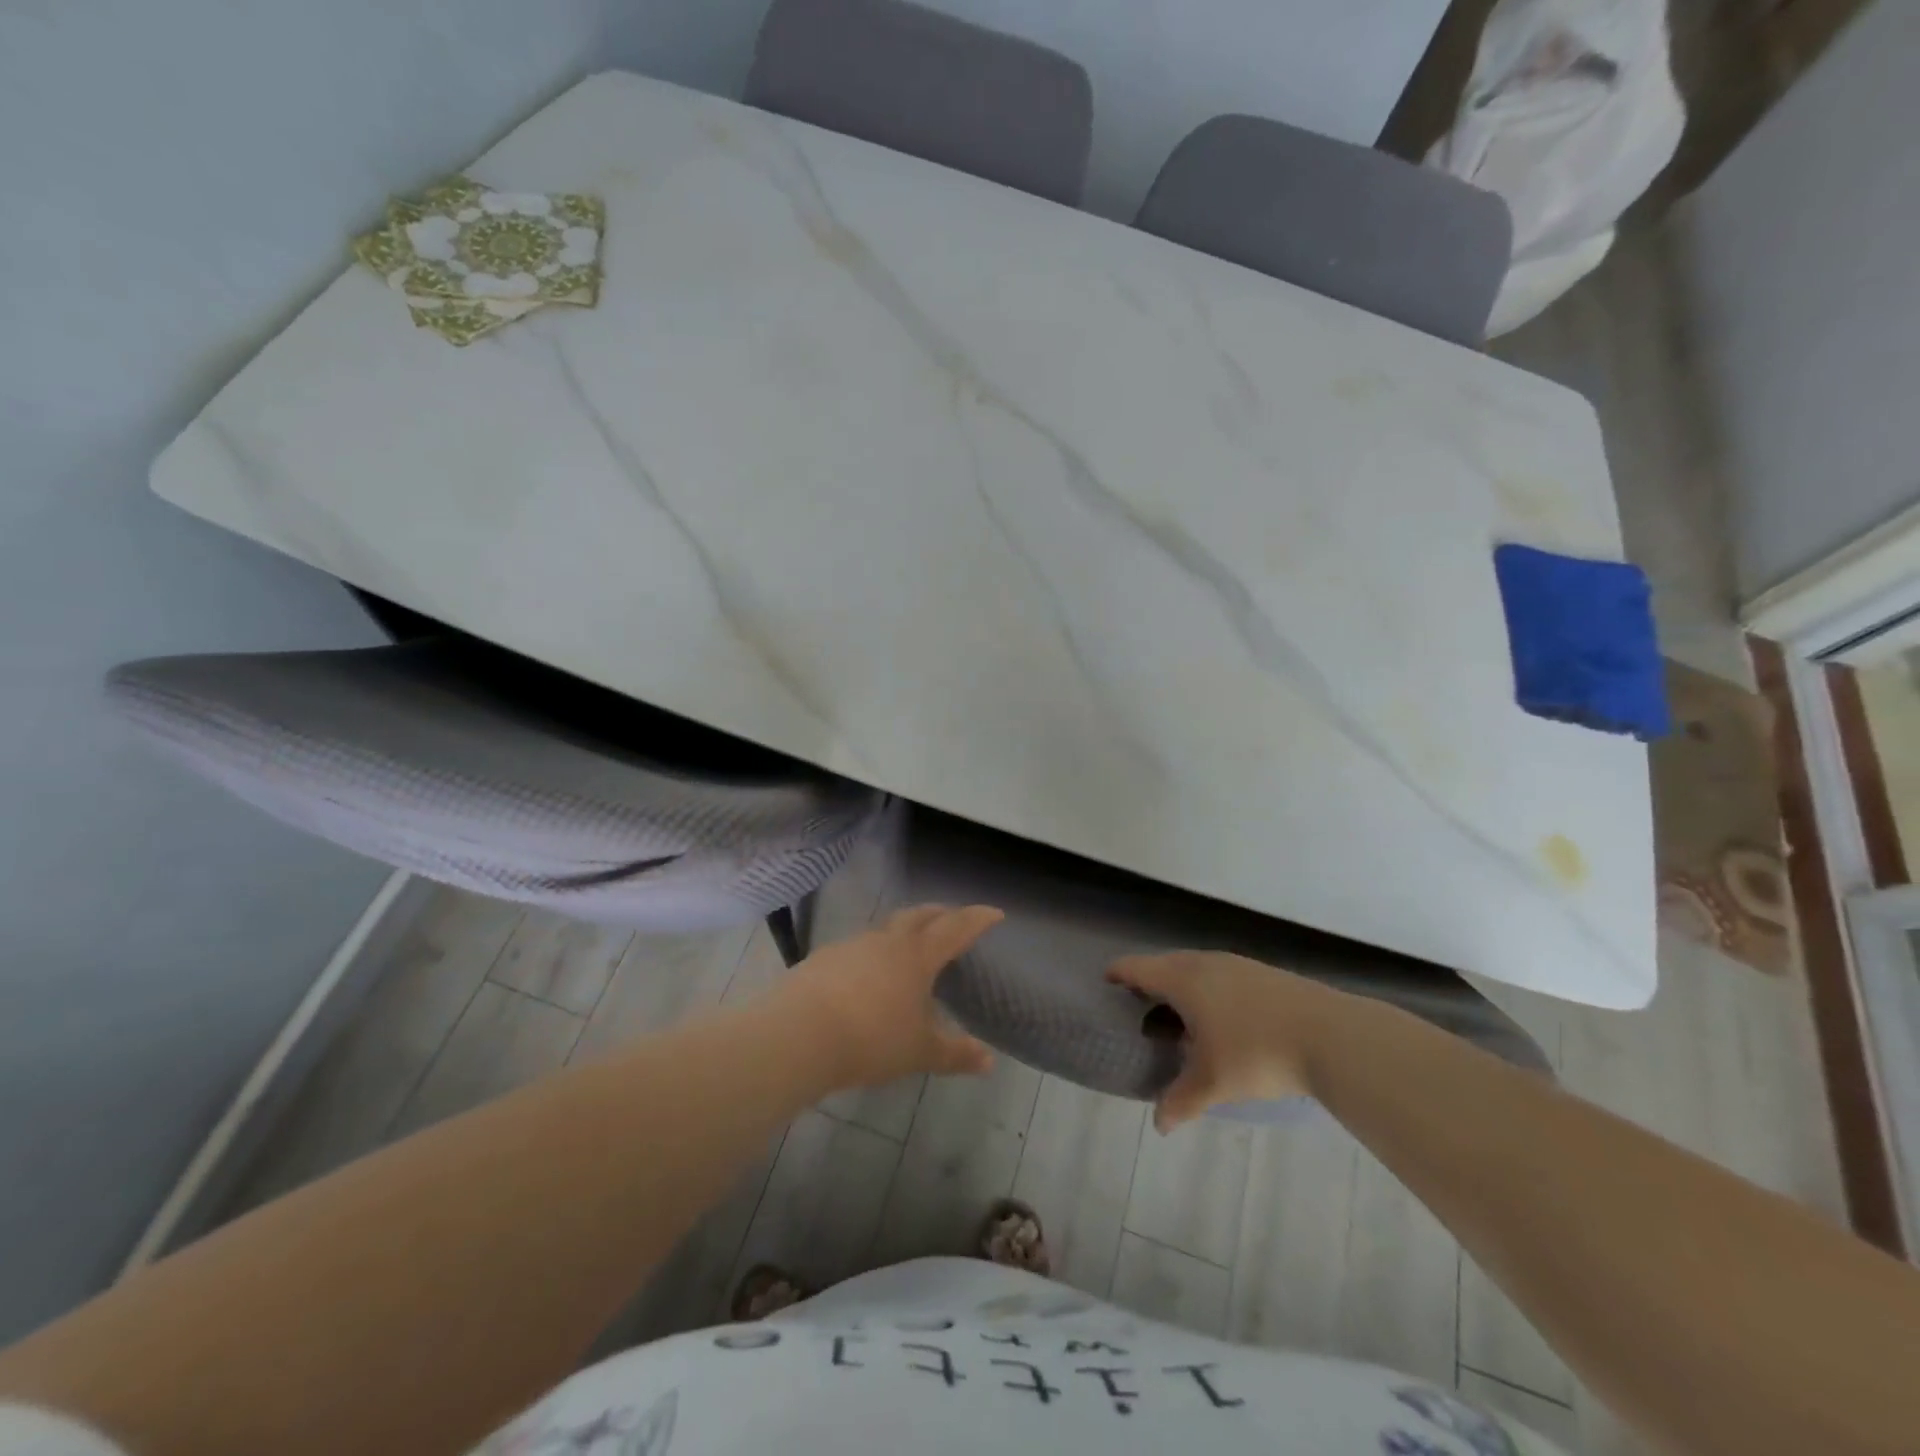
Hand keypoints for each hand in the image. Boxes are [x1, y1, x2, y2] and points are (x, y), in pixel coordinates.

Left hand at [769, 905, 1001, 1088]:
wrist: (799, 1035)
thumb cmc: (872, 1040)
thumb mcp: (919, 1052)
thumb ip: (955, 1054)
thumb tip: (989, 1061)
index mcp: (917, 956)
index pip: (955, 928)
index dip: (977, 919)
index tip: (994, 912)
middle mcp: (887, 941)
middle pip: (919, 916)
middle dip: (940, 914)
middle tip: (952, 918)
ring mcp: (852, 945)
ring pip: (886, 929)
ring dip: (904, 931)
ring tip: (910, 948)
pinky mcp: (824, 958)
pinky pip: (859, 948)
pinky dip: (873, 953)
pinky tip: (868, 975)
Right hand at [1107, 951, 1345, 1131]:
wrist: (1331, 1035)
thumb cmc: (1257, 1053)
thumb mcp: (1213, 1083)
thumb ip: (1181, 1100)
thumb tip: (1159, 1124)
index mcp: (1182, 979)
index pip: (1136, 967)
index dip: (1117, 976)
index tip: (1105, 988)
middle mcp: (1204, 962)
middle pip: (1163, 964)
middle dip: (1148, 984)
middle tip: (1140, 1012)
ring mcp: (1236, 964)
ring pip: (1195, 968)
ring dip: (1181, 988)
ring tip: (1180, 1020)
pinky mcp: (1262, 973)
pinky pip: (1220, 975)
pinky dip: (1209, 991)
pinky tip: (1222, 1021)